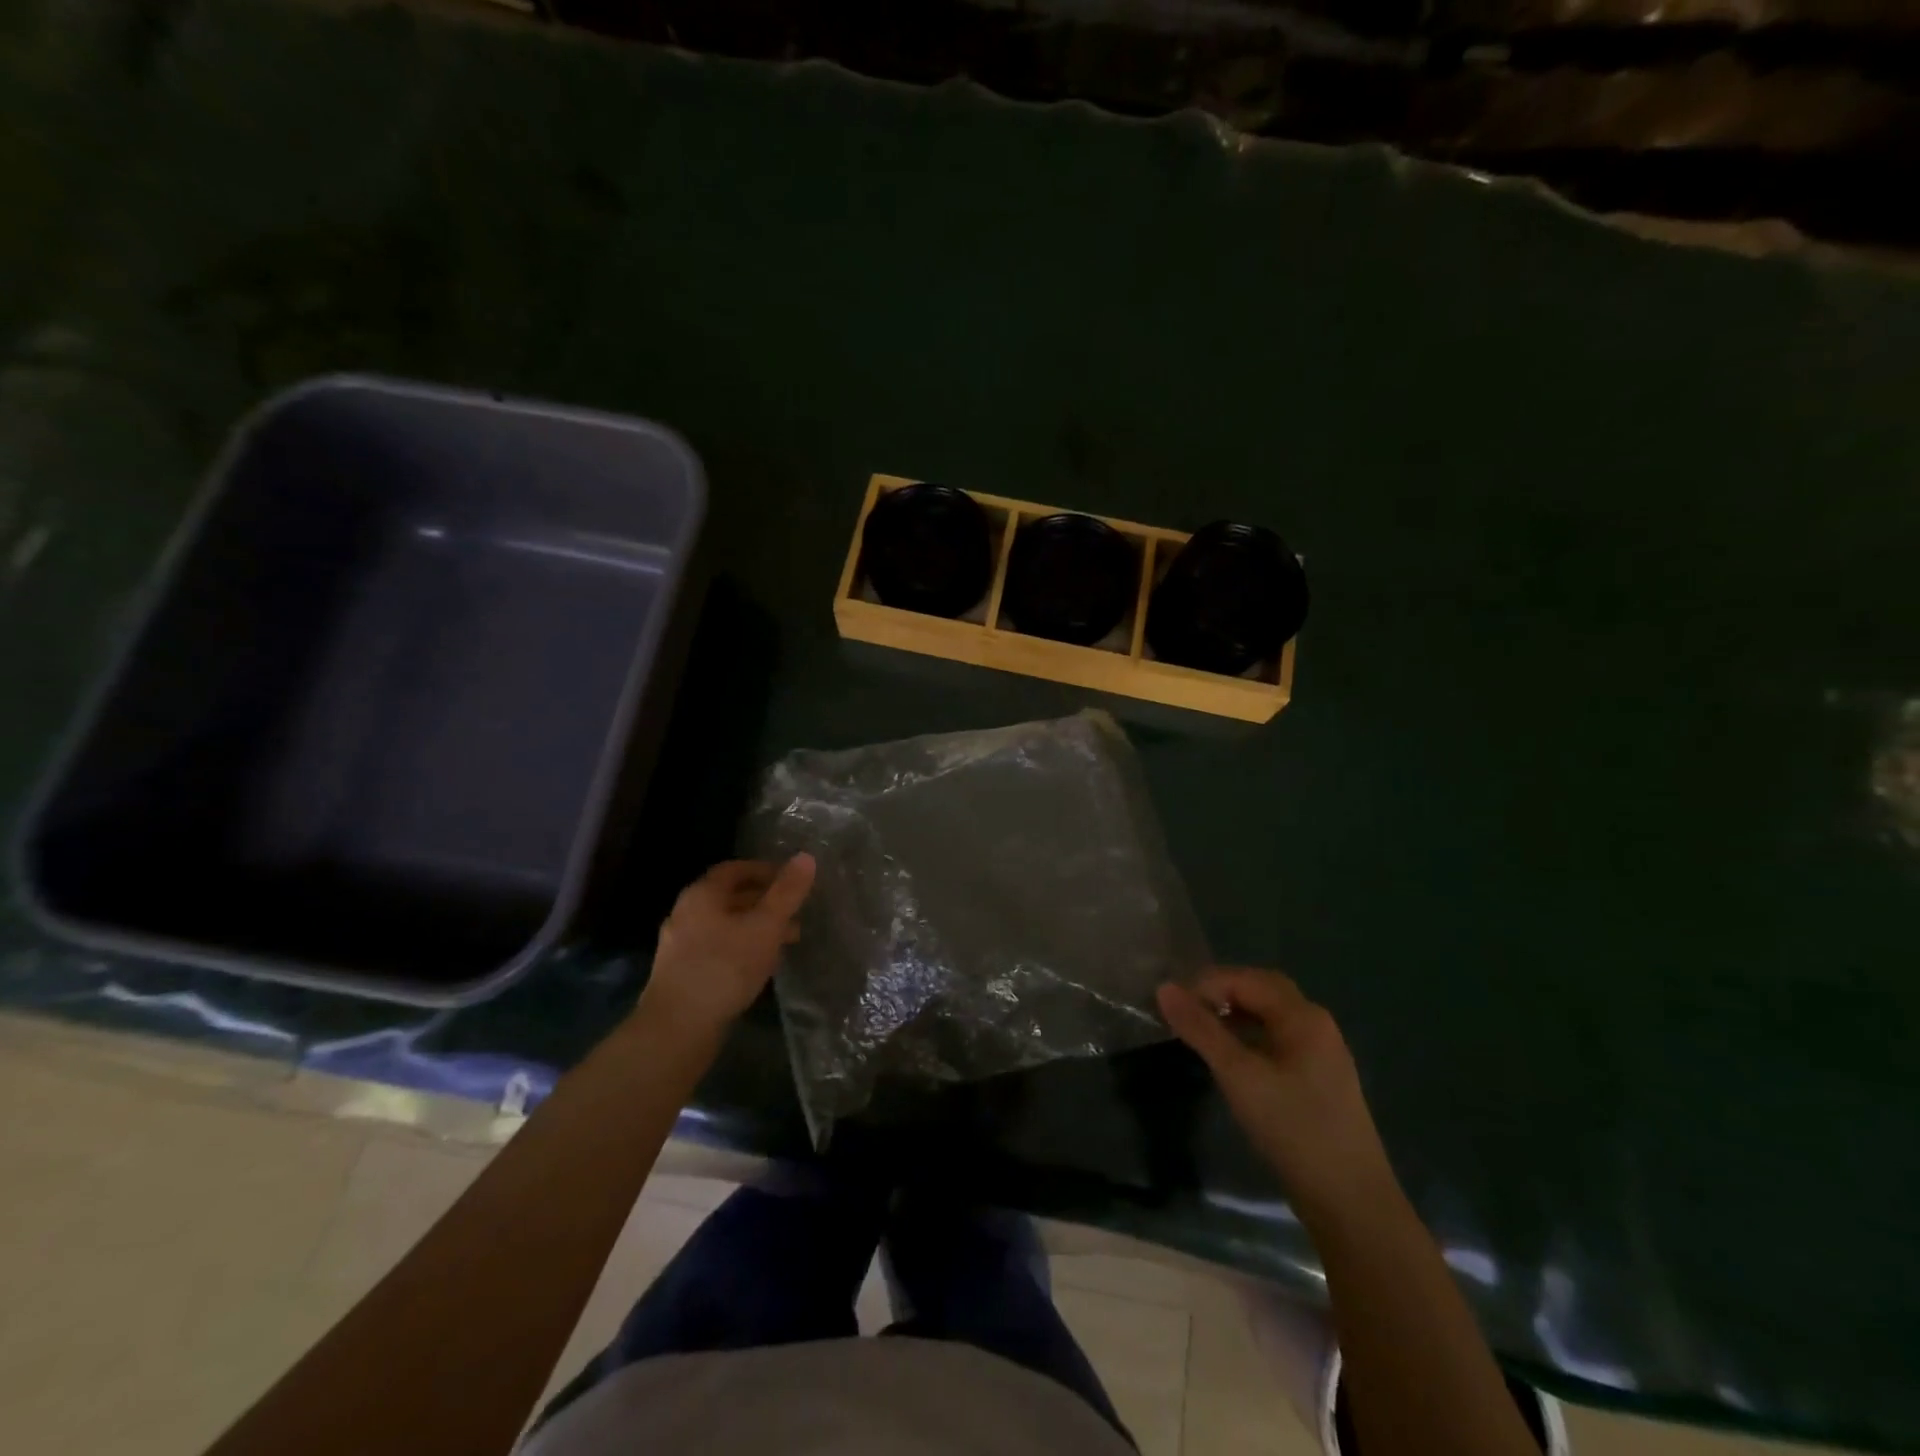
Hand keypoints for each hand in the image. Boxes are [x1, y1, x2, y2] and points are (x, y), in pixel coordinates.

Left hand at [640, 855, 816, 1035]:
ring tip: (789, 941)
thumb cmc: (725, 967)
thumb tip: (806, 856)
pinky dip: (743, 947)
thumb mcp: (765, 926)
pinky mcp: (682, 974)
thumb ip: (787, 892)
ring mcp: (680, 946)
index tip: (792, 880)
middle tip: (797, 912)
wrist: (677, 1029)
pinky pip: (718, 948)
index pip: (735, 869)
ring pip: (726, 925)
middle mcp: (686, 913)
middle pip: (731, 897)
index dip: (765, 870)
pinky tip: (763, 966)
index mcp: (702, 895)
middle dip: (766, 902)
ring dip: (757, 927)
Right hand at [1158, 968, 1395, 1221]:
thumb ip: (1201, 1030)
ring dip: (1234, 1015)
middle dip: (1221, 993)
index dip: (1205, 985)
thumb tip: (1164, 988)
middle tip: (1185, 1012)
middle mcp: (1316, 1024)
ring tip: (1200, 1032)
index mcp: (1303, 1016)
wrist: (1351, 1203)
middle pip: (1261, 990)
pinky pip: (1277, 1040)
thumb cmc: (1294, 1129)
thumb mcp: (1239, 1076)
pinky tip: (1231, 1059)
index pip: (1246, 979)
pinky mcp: (1319, 1079)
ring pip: (1269, 1016)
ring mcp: (1321, 1053)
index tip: (1171, 1007)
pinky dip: (1249, 1037)